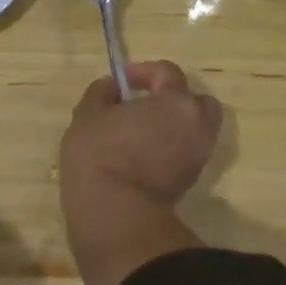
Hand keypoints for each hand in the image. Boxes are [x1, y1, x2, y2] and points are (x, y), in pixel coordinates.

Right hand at [61, 61, 222, 207]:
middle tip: (144, 104)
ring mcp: (198, 156)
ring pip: (194, 130)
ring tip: (142, 132)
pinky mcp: (190, 181)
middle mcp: (197, 125)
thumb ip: (102, 92)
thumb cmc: (99, 154)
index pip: (168, 73)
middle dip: (173, 98)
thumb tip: (113, 86)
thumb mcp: (88, 115)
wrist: (115, 213)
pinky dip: (171, 147)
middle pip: (196, 102)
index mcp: (176, 102)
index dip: (143, 71)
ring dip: (173, 125)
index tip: (121, 80)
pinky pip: (186, 152)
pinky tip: (143, 153)